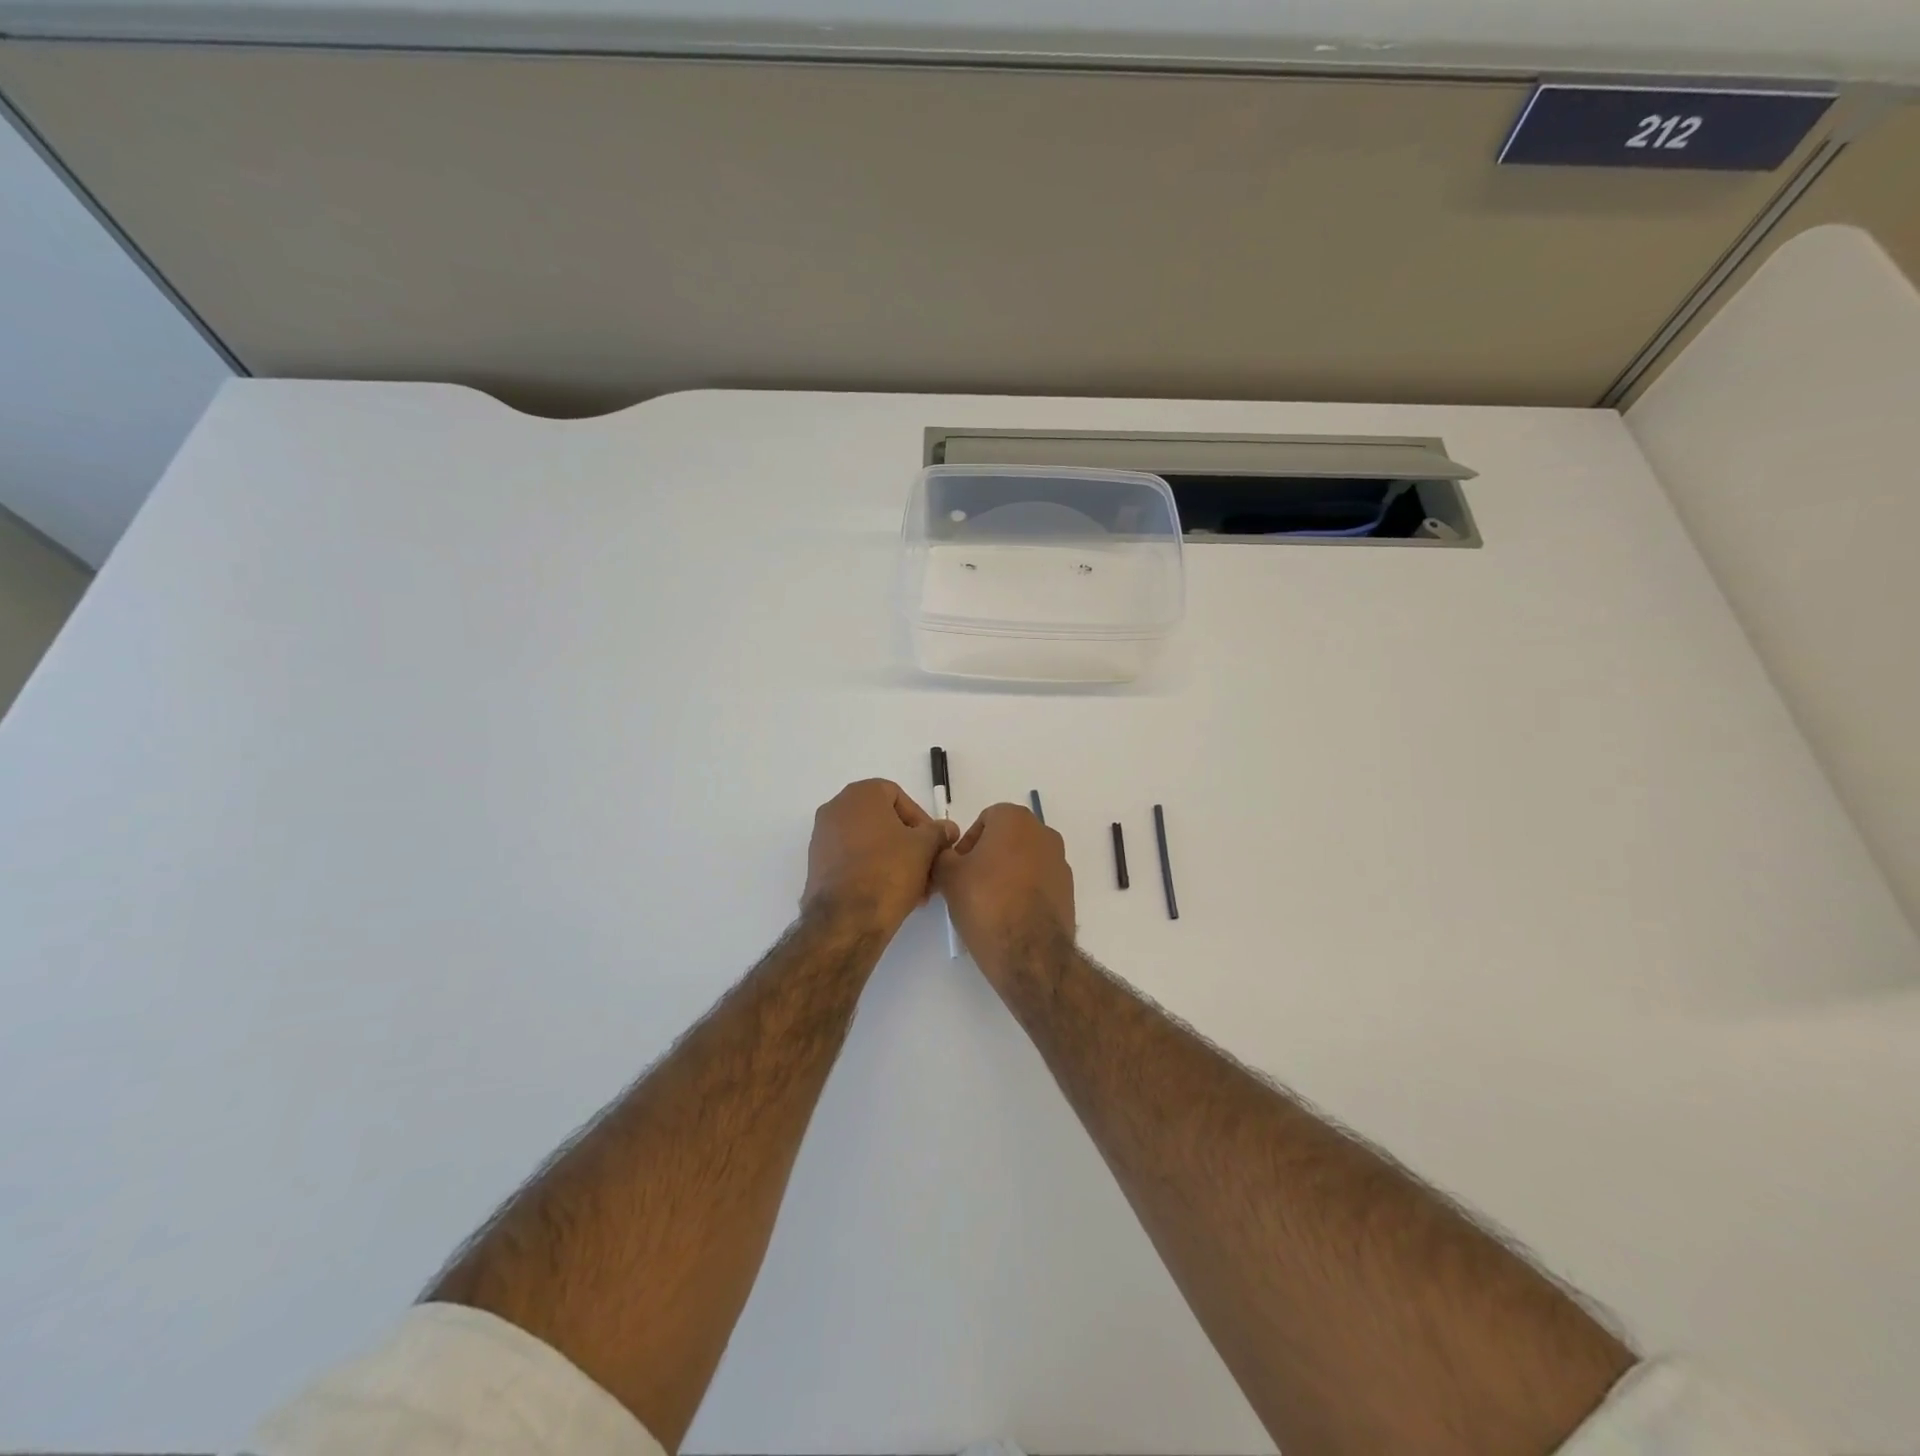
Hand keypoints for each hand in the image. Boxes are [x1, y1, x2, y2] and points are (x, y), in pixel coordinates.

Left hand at [803, 780, 956, 936]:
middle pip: (883, 821)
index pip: (898, 796)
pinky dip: (873, 870)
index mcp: (860, 794)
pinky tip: (892, 894)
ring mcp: (822, 837)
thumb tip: (947, 829)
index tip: (934, 844)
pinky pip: (853, 860)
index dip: (921, 820)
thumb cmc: (888, 871)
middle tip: (928, 867)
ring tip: (916, 887)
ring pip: (869, 842)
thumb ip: (938, 832)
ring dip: (895, 860)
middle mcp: (835, 808)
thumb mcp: (925, 848)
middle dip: (909, 844)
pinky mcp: (817, 865)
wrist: (846, 920)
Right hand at [934, 803, 1075, 984]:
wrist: (1030, 953)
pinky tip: (1009, 916)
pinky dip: (1024, 892)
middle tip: (968, 885)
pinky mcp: (1068, 890)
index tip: (957, 869)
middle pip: (1007, 839)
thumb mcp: (948, 876)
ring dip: (1006, 874)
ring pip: (1024, 861)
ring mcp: (1060, 862)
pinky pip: (1038, 882)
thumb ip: (942, 855)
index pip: (985, 820)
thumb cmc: (985, 903)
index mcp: (1016, 819)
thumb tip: (948, 855)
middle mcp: (1044, 833)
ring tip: (988, 904)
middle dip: (987, 857)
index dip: (967, 843)